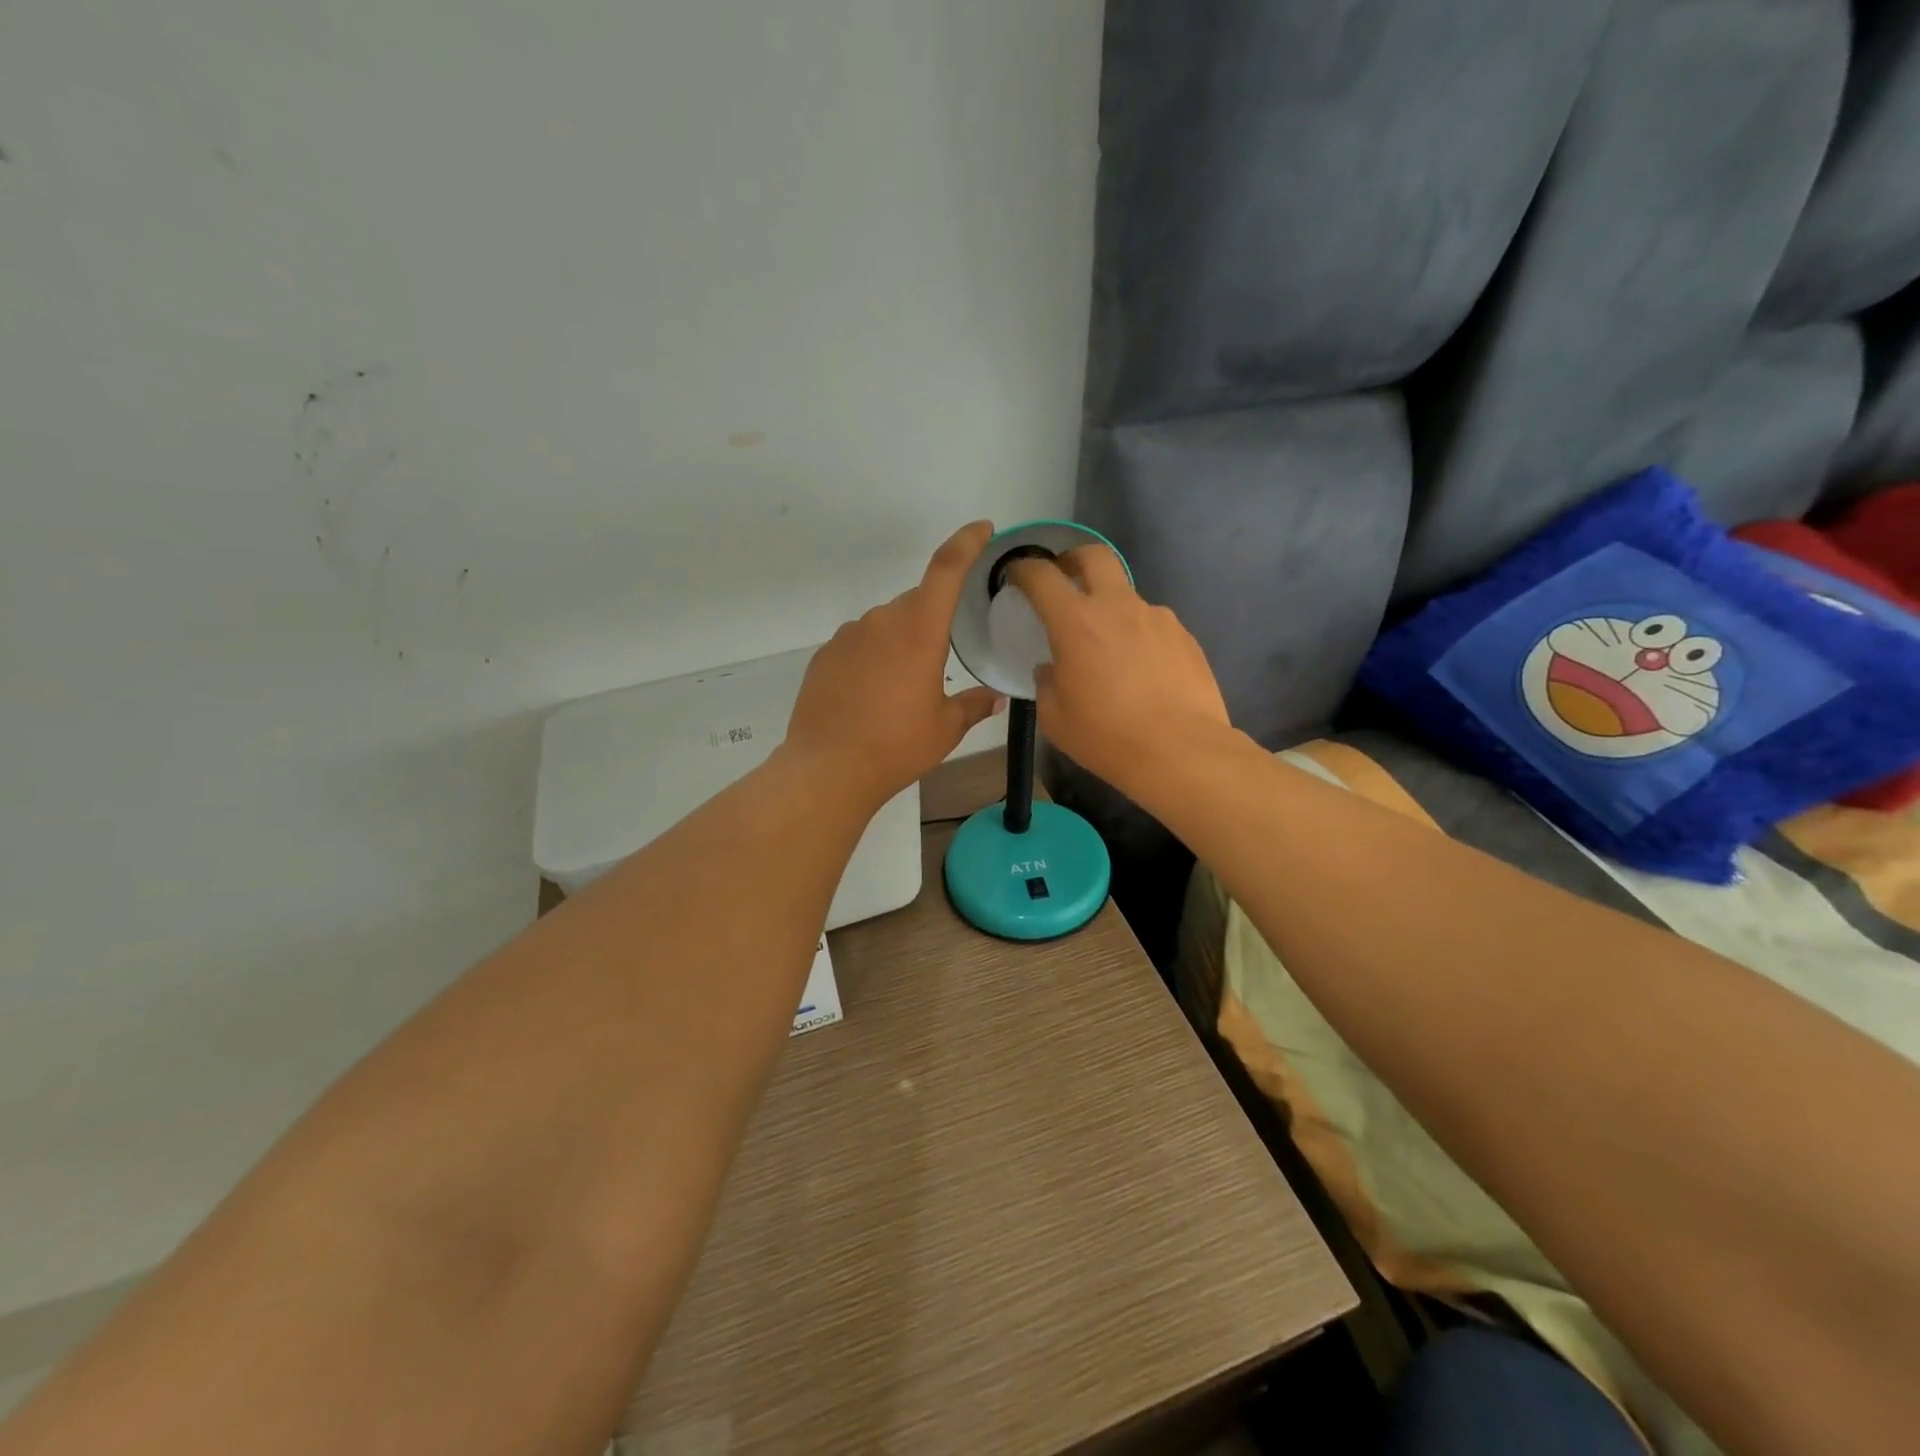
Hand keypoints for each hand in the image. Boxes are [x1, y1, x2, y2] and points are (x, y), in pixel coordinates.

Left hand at [783, 521, 1007, 809]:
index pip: (946, 568)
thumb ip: (974, 705)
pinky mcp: (823, 655)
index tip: (981, 529)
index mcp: (919, 629)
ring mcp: (847, 636)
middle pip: (915, 604)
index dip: (966, 542)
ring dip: (899, 645)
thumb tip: (996, 697)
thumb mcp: (946, 728)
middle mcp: (881, 621)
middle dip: (930, 624)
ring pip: (885, 626)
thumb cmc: (897, 746)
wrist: (828, 769)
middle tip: (937, 667)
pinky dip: (871, 659)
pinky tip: (870, 697)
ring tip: (900, 692)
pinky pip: (858, 645)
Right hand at [1007, 546, 1229, 793]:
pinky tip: (1140, 670)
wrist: (1181, 752)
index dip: (1023, 570)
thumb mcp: (1055, 717)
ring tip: (1108, 648)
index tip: (1016, 576)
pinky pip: (1152, 625)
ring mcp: (1157, 618)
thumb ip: (1046, 683)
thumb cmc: (1107, 736)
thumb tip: (1052, 669)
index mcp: (1076, 622)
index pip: (1042, 576)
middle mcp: (1118, 607)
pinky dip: (1137, 636)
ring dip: (1109, 608)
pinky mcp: (1184, 636)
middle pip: (1094, 556)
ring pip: (1126, 596)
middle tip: (1064, 579)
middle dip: (1072, 559)